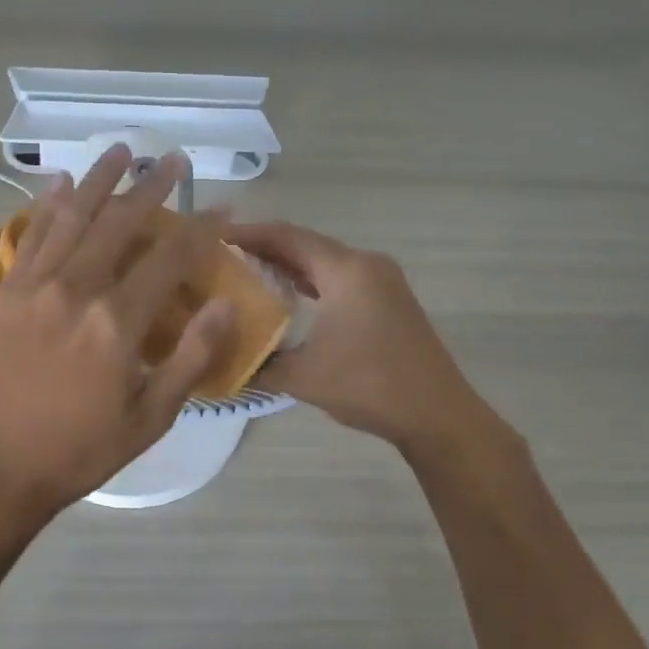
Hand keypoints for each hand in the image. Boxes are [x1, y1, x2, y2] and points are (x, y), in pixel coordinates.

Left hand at [0, 145, 233, 529]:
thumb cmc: (82, 448)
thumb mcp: (152, 417)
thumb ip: (191, 358)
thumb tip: (226, 305)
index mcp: (118, 323)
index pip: (169, 259)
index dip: (201, 228)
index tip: (222, 206)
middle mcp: (77, 290)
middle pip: (120, 224)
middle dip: (151, 187)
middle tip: (173, 160)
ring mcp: (36, 286)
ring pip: (73, 217)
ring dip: (99, 181)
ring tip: (121, 150)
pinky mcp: (6, 291)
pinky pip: (31, 236)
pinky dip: (48, 206)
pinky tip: (61, 183)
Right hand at [225, 222, 494, 451]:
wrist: (437, 414)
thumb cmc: (369, 386)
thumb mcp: (303, 376)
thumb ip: (257, 363)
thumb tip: (218, 360)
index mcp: (346, 270)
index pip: (287, 236)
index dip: (248, 234)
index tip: (211, 239)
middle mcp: (365, 264)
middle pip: (305, 244)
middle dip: (263, 248)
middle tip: (222, 259)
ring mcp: (381, 280)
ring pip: (324, 260)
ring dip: (288, 264)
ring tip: (246, 273)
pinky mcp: (388, 299)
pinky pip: (339, 277)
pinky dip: (310, 280)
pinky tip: (288, 295)